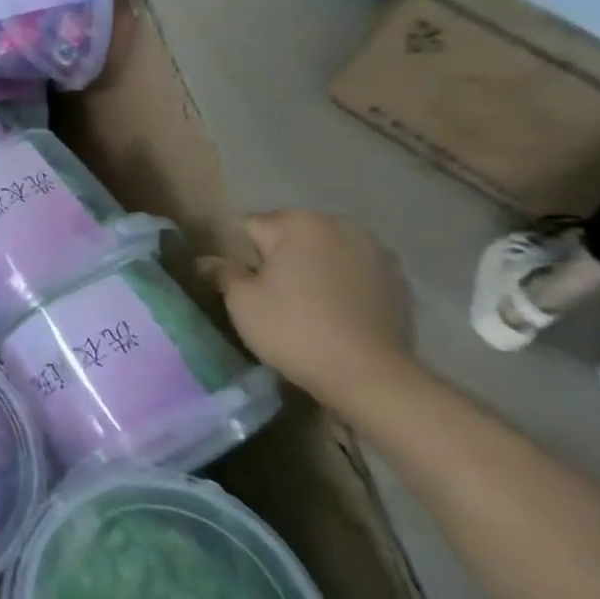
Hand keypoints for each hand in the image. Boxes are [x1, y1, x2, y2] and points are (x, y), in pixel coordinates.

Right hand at [199, 211, 419, 409]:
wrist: (370, 375)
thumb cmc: (294, 330)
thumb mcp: (242, 302)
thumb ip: (222, 273)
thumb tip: (203, 260)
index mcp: (297, 223)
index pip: (251, 226)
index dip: (240, 255)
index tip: (241, 283)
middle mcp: (338, 225)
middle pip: (291, 233)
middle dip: (278, 255)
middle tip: (271, 294)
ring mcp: (374, 250)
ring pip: (325, 250)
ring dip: (312, 265)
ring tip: (306, 302)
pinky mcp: (397, 278)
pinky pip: (353, 270)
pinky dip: (341, 281)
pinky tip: (336, 310)